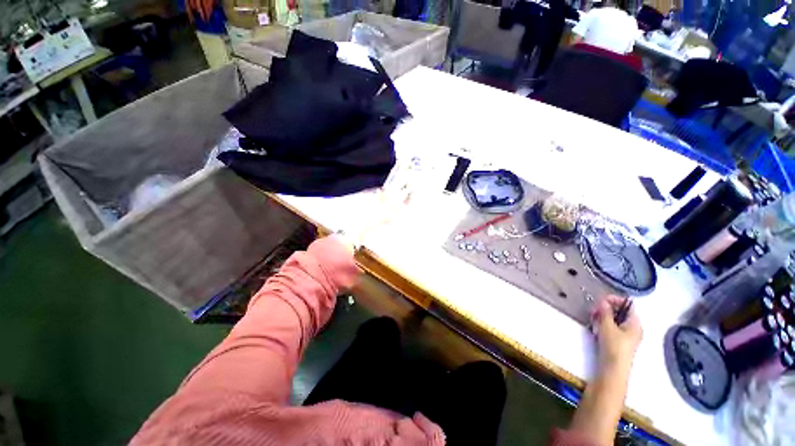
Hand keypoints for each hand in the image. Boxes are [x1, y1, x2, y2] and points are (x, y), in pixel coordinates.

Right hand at [591, 295, 641, 370]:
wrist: (614, 369)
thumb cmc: (614, 346)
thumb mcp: (607, 326)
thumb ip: (605, 312)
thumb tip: (603, 300)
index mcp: (635, 323)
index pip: (628, 305)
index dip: (615, 300)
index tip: (601, 300)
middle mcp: (633, 328)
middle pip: (621, 312)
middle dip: (606, 309)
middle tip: (594, 310)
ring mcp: (627, 336)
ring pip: (615, 320)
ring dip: (603, 317)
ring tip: (593, 319)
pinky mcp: (619, 342)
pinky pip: (612, 328)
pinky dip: (604, 324)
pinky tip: (596, 328)